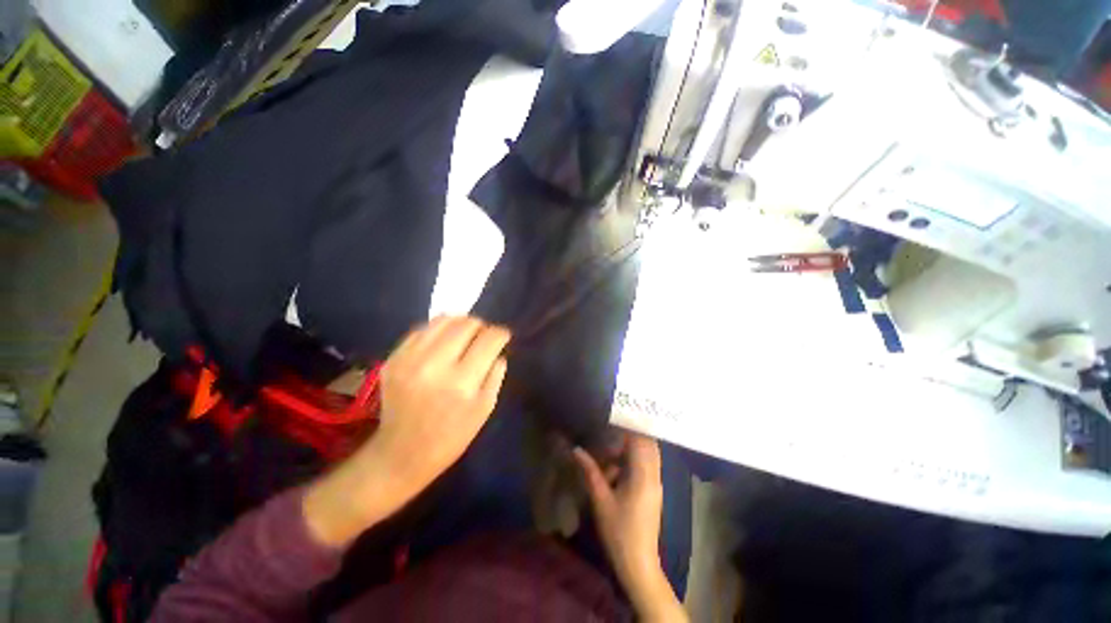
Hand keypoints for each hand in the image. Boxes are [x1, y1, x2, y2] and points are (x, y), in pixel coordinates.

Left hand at [305, 316, 509, 545]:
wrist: (401, 454)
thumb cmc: (451, 436)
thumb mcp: (484, 410)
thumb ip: (495, 375)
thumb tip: (498, 350)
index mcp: (461, 383)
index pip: (488, 340)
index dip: (500, 333)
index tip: (503, 335)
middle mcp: (434, 365)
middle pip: (466, 324)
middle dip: (482, 326)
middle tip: (484, 336)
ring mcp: (409, 359)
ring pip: (443, 320)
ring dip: (460, 323)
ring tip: (465, 334)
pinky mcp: (393, 359)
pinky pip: (421, 329)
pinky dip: (438, 330)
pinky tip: (443, 341)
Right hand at [574, 434, 685, 620]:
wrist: (639, 564)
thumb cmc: (619, 532)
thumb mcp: (601, 500)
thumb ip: (590, 471)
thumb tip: (576, 450)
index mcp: (643, 475)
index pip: (641, 440)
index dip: (630, 425)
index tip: (615, 415)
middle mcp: (654, 475)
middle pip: (649, 444)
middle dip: (633, 432)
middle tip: (613, 424)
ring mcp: (656, 483)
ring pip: (650, 454)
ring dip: (634, 445)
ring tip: (614, 441)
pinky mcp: (654, 491)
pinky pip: (649, 465)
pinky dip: (636, 458)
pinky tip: (619, 463)